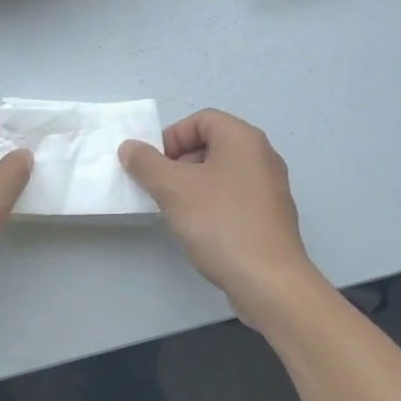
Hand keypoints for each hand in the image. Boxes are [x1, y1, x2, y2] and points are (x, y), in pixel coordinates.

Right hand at [120, 110, 323, 327]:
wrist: (269, 280)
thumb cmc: (220, 223)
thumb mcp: (173, 189)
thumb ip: (146, 164)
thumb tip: (130, 147)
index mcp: (243, 139)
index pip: (202, 119)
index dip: (172, 136)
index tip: (153, 165)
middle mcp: (262, 156)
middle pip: (212, 144)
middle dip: (179, 162)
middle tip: (160, 188)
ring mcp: (270, 188)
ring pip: (222, 173)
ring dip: (193, 185)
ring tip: (176, 211)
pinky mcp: (271, 216)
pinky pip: (234, 197)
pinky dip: (212, 204)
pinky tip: (200, 229)